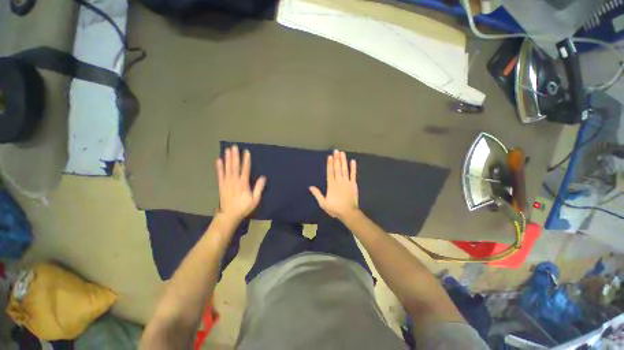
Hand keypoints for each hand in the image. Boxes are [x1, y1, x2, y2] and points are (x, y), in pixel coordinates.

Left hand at [216, 145, 265, 222]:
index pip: (245, 169)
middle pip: (234, 166)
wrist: (229, 215)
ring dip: (227, 159)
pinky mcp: (221, 185)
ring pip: (227, 168)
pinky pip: (220, 174)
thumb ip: (259, 188)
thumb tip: (263, 177)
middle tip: (234, 147)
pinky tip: (219, 160)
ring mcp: (226, 182)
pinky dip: (219, 167)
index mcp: (243, 184)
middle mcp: (234, 181)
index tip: (246, 152)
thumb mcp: (255, 200)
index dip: (246, 160)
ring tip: (227, 150)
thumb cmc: (244, 207)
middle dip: (235, 156)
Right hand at [310, 149, 358, 219]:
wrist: (348, 212)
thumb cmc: (335, 208)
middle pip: (337, 168)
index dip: (329, 163)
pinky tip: (352, 161)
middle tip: (336, 150)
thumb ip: (317, 194)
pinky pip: (353, 174)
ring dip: (343, 160)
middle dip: (336, 159)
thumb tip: (310, 187)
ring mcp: (347, 182)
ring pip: (344, 169)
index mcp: (331, 185)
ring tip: (342, 153)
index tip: (330, 156)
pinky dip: (353, 167)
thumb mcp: (323, 203)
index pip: (330, 172)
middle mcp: (339, 181)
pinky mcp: (353, 184)